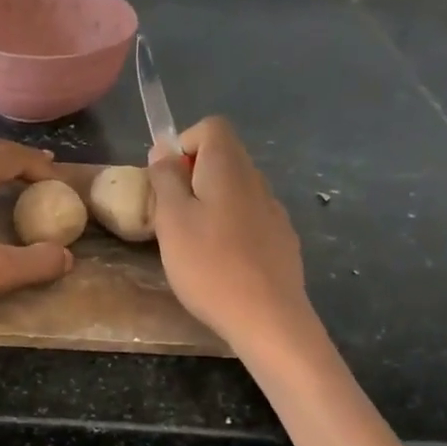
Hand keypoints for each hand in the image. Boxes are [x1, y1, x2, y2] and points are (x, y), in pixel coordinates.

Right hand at [149, 116, 314, 354]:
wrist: (267, 318)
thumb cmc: (209, 265)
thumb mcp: (172, 220)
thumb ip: (166, 179)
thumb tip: (164, 150)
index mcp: (229, 168)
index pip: (211, 127)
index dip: (184, 143)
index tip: (167, 179)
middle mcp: (257, 181)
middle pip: (224, 158)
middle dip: (192, 177)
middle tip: (171, 216)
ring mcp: (274, 211)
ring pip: (236, 191)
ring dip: (211, 204)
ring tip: (193, 244)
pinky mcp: (282, 240)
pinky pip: (250, 218)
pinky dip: (230, 228)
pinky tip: (221, 264)